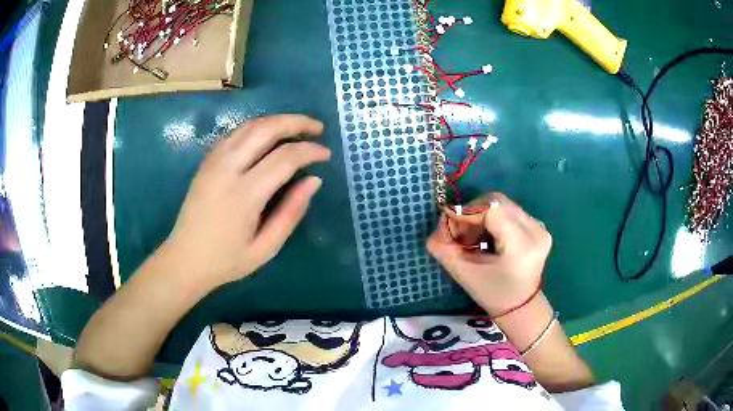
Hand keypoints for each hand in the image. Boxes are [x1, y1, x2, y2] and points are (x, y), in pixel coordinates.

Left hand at [165, 114, 329, 291]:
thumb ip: (291, 213)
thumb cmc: (226, 260)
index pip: (284, 158)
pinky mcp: (207, 161)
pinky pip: (236, 133)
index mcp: (244, 195)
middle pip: (266, 129)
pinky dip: (257, 127)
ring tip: (298, 127)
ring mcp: (213, 161)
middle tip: (318, 128)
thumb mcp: (265, 248)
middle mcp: (227, 169)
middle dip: (296, 122)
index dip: (310, 150)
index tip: (326, 153)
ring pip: (249, 125)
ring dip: (277, 121)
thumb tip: (314, 180)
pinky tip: (269, 136)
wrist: (184, 259)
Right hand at [427, 193, 551, 315]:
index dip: (466, 212)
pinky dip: (493, 219)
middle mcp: (535, 230)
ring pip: (502, 205)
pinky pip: (510, 212)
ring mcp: (539, 227)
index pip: (491, 209)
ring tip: (473, 238)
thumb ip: (444, 249)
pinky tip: (487, 237)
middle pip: (497, 202)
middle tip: (460, 234)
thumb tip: (436, 229)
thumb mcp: (464, 274)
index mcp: (521, 244)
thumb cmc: (493, 295)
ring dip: (482, 216)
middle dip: (472, 213)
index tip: (448, 226)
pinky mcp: (538, 227)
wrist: (522, 307)